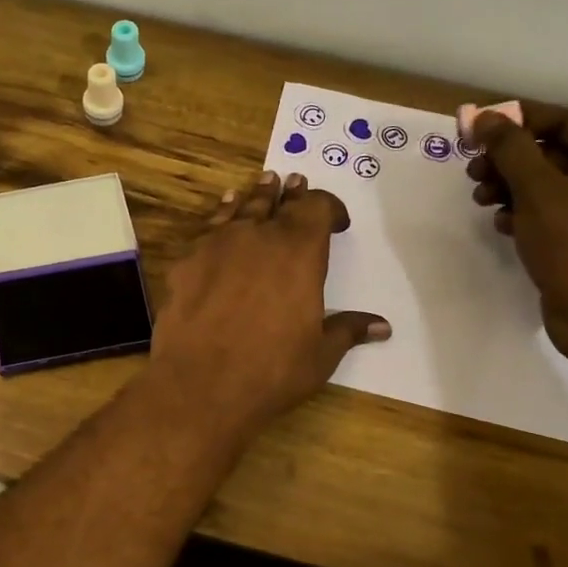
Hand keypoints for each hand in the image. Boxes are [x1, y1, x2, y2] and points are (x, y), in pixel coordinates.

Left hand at [150, 171, 389, 438]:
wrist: (199, 385)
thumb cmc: (271, 371)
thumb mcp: (319, 355)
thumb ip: (347, 330)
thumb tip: (382, 326)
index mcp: (299, 252)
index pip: (317, 208)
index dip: (329, 208)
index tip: (337, 220)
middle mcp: (258, 236)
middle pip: (277, 202)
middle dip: (290, 194)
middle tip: (294, 181)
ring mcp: (216, 245)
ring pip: (240, 209)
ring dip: (255, 196)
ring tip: (262, 183)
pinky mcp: (185, 261)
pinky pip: (208, 228)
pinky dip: (220, 215)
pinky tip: (221, 214)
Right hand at [467, 103, 567, 360]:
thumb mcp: (538, 190)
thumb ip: (510, 149)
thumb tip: (485, 118)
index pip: (562, 120)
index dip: (518, 121)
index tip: (478, 130)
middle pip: (551, 151)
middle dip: (508, 159)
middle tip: (472, 171)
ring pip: (546, 184)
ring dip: (509, 186)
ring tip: (481, 199)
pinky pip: (549, 213)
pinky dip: (523, 212)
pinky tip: (501, 224)